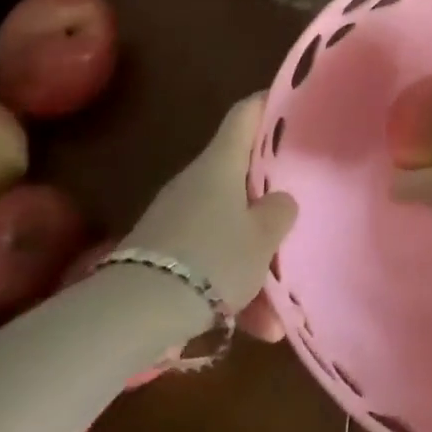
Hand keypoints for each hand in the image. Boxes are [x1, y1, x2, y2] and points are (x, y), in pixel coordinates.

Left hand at [123, 94, 297, 320]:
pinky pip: (209, 258)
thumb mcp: (262, 238)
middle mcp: (197, 181)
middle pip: (240, 175)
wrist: (135, 310)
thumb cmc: (212, 257)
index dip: (268, 104)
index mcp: (221, 163)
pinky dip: (231, 284)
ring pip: (228, 227)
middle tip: (296, 209)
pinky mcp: (163, 252)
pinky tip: (255, 326)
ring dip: (253, 260)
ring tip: (278, 310)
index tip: (291, 105)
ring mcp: (176, 216)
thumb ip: (279, 212)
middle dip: (268, 197)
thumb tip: (279, 201)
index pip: (246, 114)